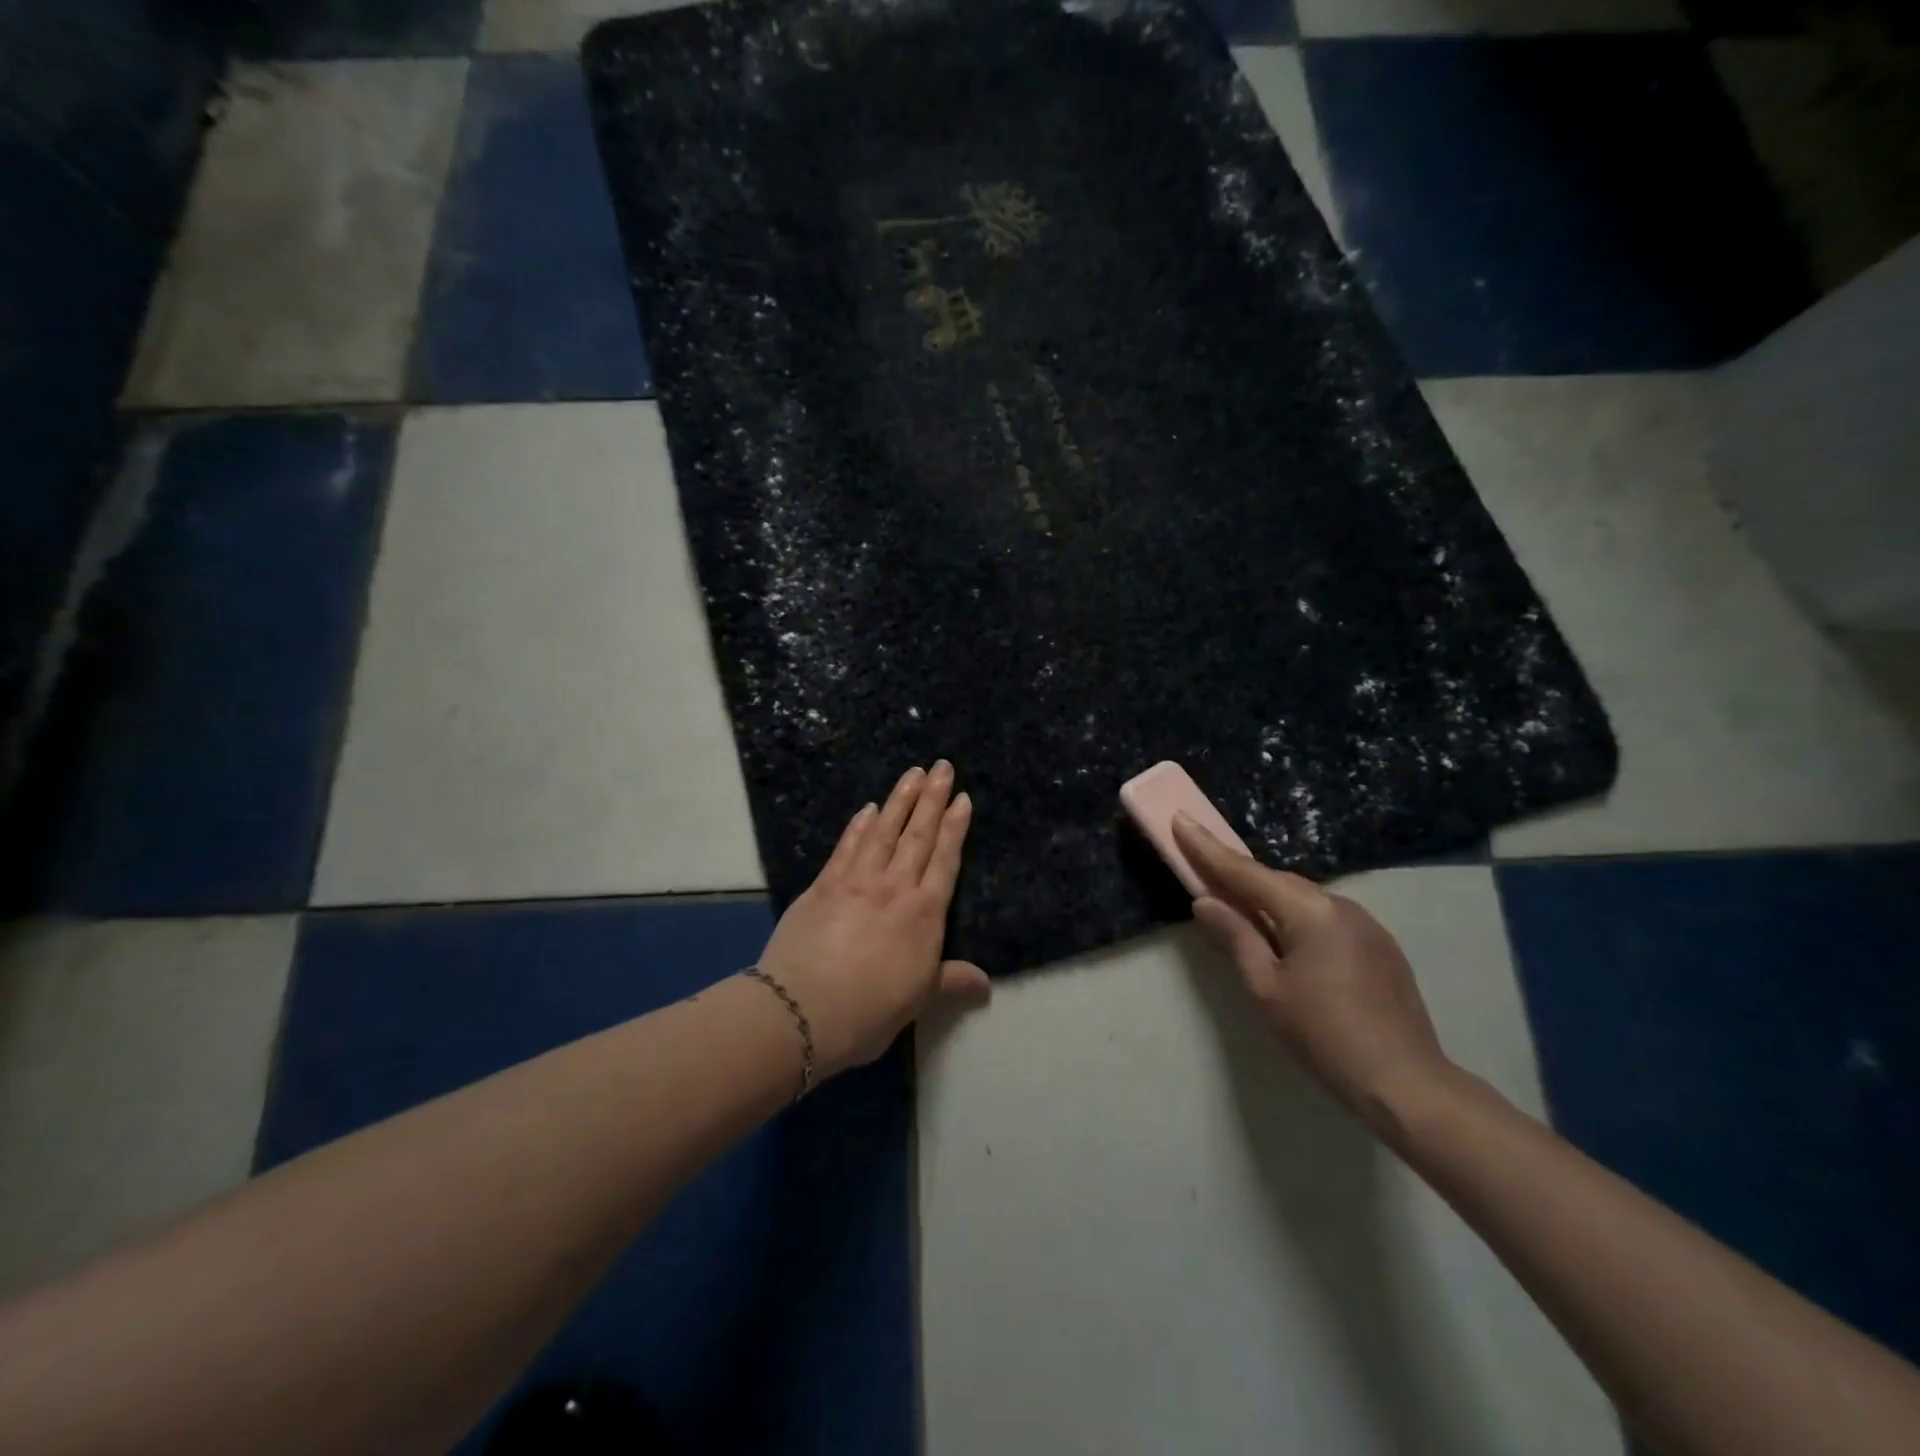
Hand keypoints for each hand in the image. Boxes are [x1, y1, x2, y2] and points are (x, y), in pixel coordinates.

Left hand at [758, 762, 991, 1077]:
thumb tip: (986, 984)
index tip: (962, 797)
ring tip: (912, 773)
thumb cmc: (870, 1010)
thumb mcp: (919, 1000)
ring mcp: (857, 881)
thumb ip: (952, 982)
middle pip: (918, 835)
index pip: (945, 860)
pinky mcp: (824, 884)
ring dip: (899, 799)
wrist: (803, 1009)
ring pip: (883, 831)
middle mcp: (894, 887)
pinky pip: (847, 846)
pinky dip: (859, 825)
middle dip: (932, 799)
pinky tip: (867, 809)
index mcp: (924, 914)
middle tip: (942, 766)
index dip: (955, 827)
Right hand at [1171, 814, 1455, 1131]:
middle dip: (1238, 874)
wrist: (1406, 1084)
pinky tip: (1285, 937)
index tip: (1181, 820)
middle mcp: (1339, 904)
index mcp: (1309, 910)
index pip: (1246, 871)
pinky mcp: (1379, 944)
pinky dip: (1295, 916)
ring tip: (1238, 907)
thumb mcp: (1266, 988)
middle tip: (1202, 868)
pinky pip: (1325, 916)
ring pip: (1302, 898)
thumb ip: (1235, 936)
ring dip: (1268, 898)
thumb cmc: (1324, 1035)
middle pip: (1276, 881)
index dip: (1208, 848)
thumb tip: (1205, 901)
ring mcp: (1365, 923)